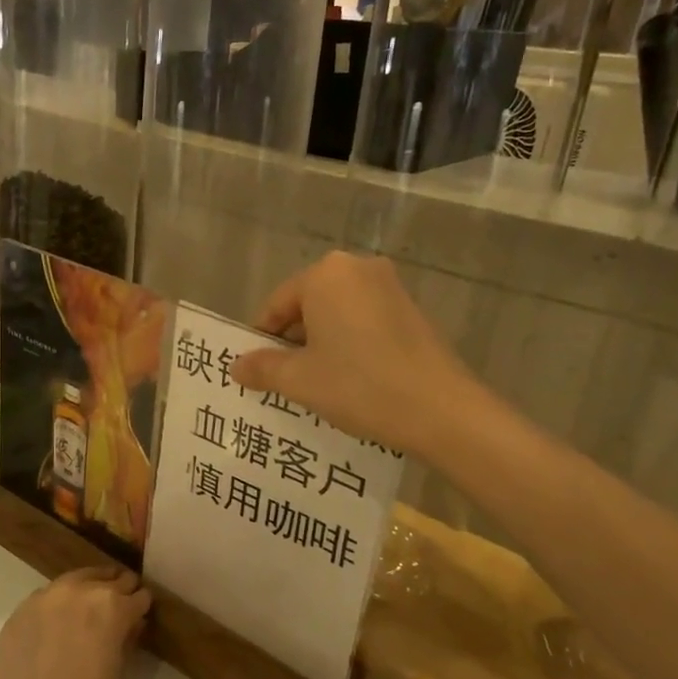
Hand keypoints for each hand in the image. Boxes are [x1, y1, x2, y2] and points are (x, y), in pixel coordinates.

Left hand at [0, 566, 150, 678]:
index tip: (141, 616)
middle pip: (106, 580)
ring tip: (88, 612)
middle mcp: (78, 592)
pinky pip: (45, 599)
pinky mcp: (18, 613)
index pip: (136, 596)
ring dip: (85, 592)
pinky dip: (56, 606)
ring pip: (73, 582)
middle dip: (116, 593)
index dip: (141, 607)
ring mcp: (43, 599)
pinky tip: (56, 628)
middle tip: (119, 610)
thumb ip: (125, 642)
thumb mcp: (118, 678)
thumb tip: (129, 626)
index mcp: (111, 606)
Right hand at [229, 252, 486, 458]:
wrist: (441, 410)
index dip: (262, 339)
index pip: (277, 304)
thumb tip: (236, 365)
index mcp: (325, 274)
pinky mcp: (413, 309)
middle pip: (308, 305)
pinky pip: (365, 321)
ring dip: (322, 344)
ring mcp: (390, 287)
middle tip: (285, 379)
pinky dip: (351, 344)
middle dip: (293, 341)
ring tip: (318, 384)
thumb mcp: (299, 380)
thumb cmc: (359, 385)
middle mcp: (358, 268)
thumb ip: (262, 367)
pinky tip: (353, 380)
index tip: (257, 372)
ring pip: (338, 314)